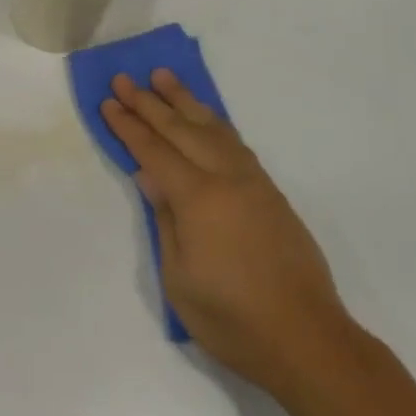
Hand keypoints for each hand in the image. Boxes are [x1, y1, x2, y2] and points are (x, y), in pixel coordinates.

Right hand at [101, 70, 350, 400]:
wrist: (306, 339)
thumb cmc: (232, 319)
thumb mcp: (179, 277)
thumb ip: (165, 219)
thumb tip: (150, 176)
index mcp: (198, 199)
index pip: (154, 152)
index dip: (129, 126)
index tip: (109, 101)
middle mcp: (227, 178)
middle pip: (182, 129)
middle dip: (149, 103)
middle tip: (125, 78)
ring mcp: (253, 182)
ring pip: (213, 128)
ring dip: (185, 101)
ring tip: (164, 77)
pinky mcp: (271, 192)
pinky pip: (235, 143)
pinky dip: (214, 122)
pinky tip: (206, 118)